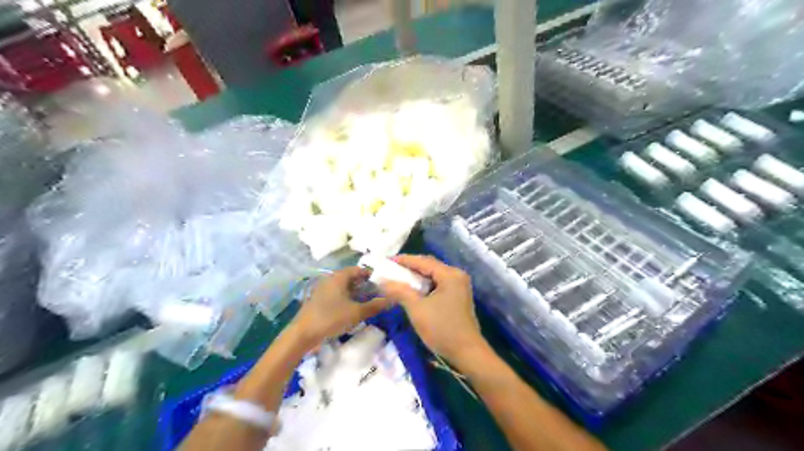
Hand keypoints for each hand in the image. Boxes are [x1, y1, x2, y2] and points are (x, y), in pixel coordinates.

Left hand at [290, 266, 392, 349]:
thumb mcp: (356, 313)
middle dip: (365, 284)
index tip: (383, 282)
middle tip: (378, 293)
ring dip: (356, 292)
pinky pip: (337, 295)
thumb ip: (375, 305)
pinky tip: (353, 309)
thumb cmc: (331, 318)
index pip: (358, 269)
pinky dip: (347, 298)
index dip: (371, 274)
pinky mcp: (319, 300)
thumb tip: (391, 299)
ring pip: (344, 287)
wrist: (302, 334)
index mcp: (339, 277)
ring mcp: (323, 290)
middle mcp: (330, 279)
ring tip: (368, 301)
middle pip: (351, 278)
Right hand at [380, 256, 485, 367]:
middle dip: (409, 268)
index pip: (423, 261)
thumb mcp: (417, 309)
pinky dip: (424, 286)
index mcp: (450, 274)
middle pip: (429, 266)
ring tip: (397, 279)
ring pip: (433, 276)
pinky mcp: (458, 296)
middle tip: (390, 270)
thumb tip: (382, 280)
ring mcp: (459, 286)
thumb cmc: (442, 329)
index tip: (385, 261)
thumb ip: (400, 291)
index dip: (403, 260)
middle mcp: (456, 275)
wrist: (467, 353)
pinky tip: (412, 290)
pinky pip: (438, 284)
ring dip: (416, 277)